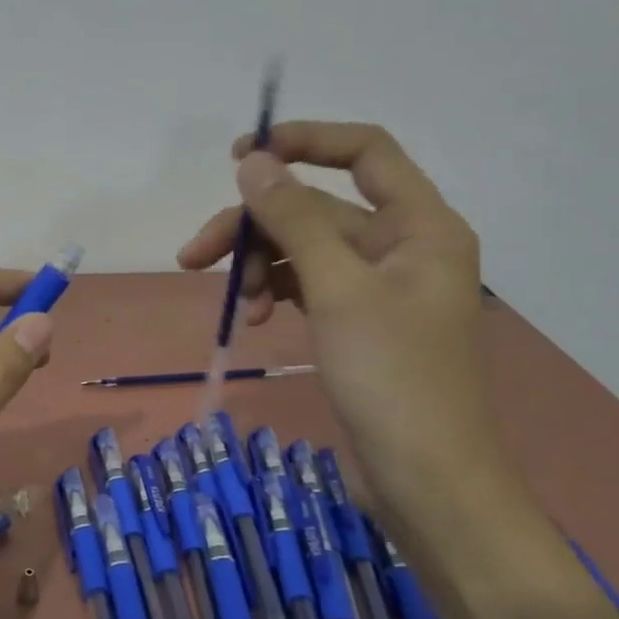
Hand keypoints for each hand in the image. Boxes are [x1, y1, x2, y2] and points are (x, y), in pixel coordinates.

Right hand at [178, 121, 501, 521]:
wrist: (423, 477)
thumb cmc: (392, 377)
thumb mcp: (337, 289)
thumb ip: (294, 220)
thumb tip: (253, 162)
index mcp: (420, 225)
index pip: (365, 151)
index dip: (305, 141)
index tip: (241, 158)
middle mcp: (401, 245)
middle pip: (316, 208)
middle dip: (255, 227)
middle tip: (194, 255)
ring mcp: (376, 286)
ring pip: (302, 249)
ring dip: (259, 266)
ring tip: (237, 305)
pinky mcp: (355, 321)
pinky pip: (306, 285)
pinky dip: (275, 293)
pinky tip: (256, 320)